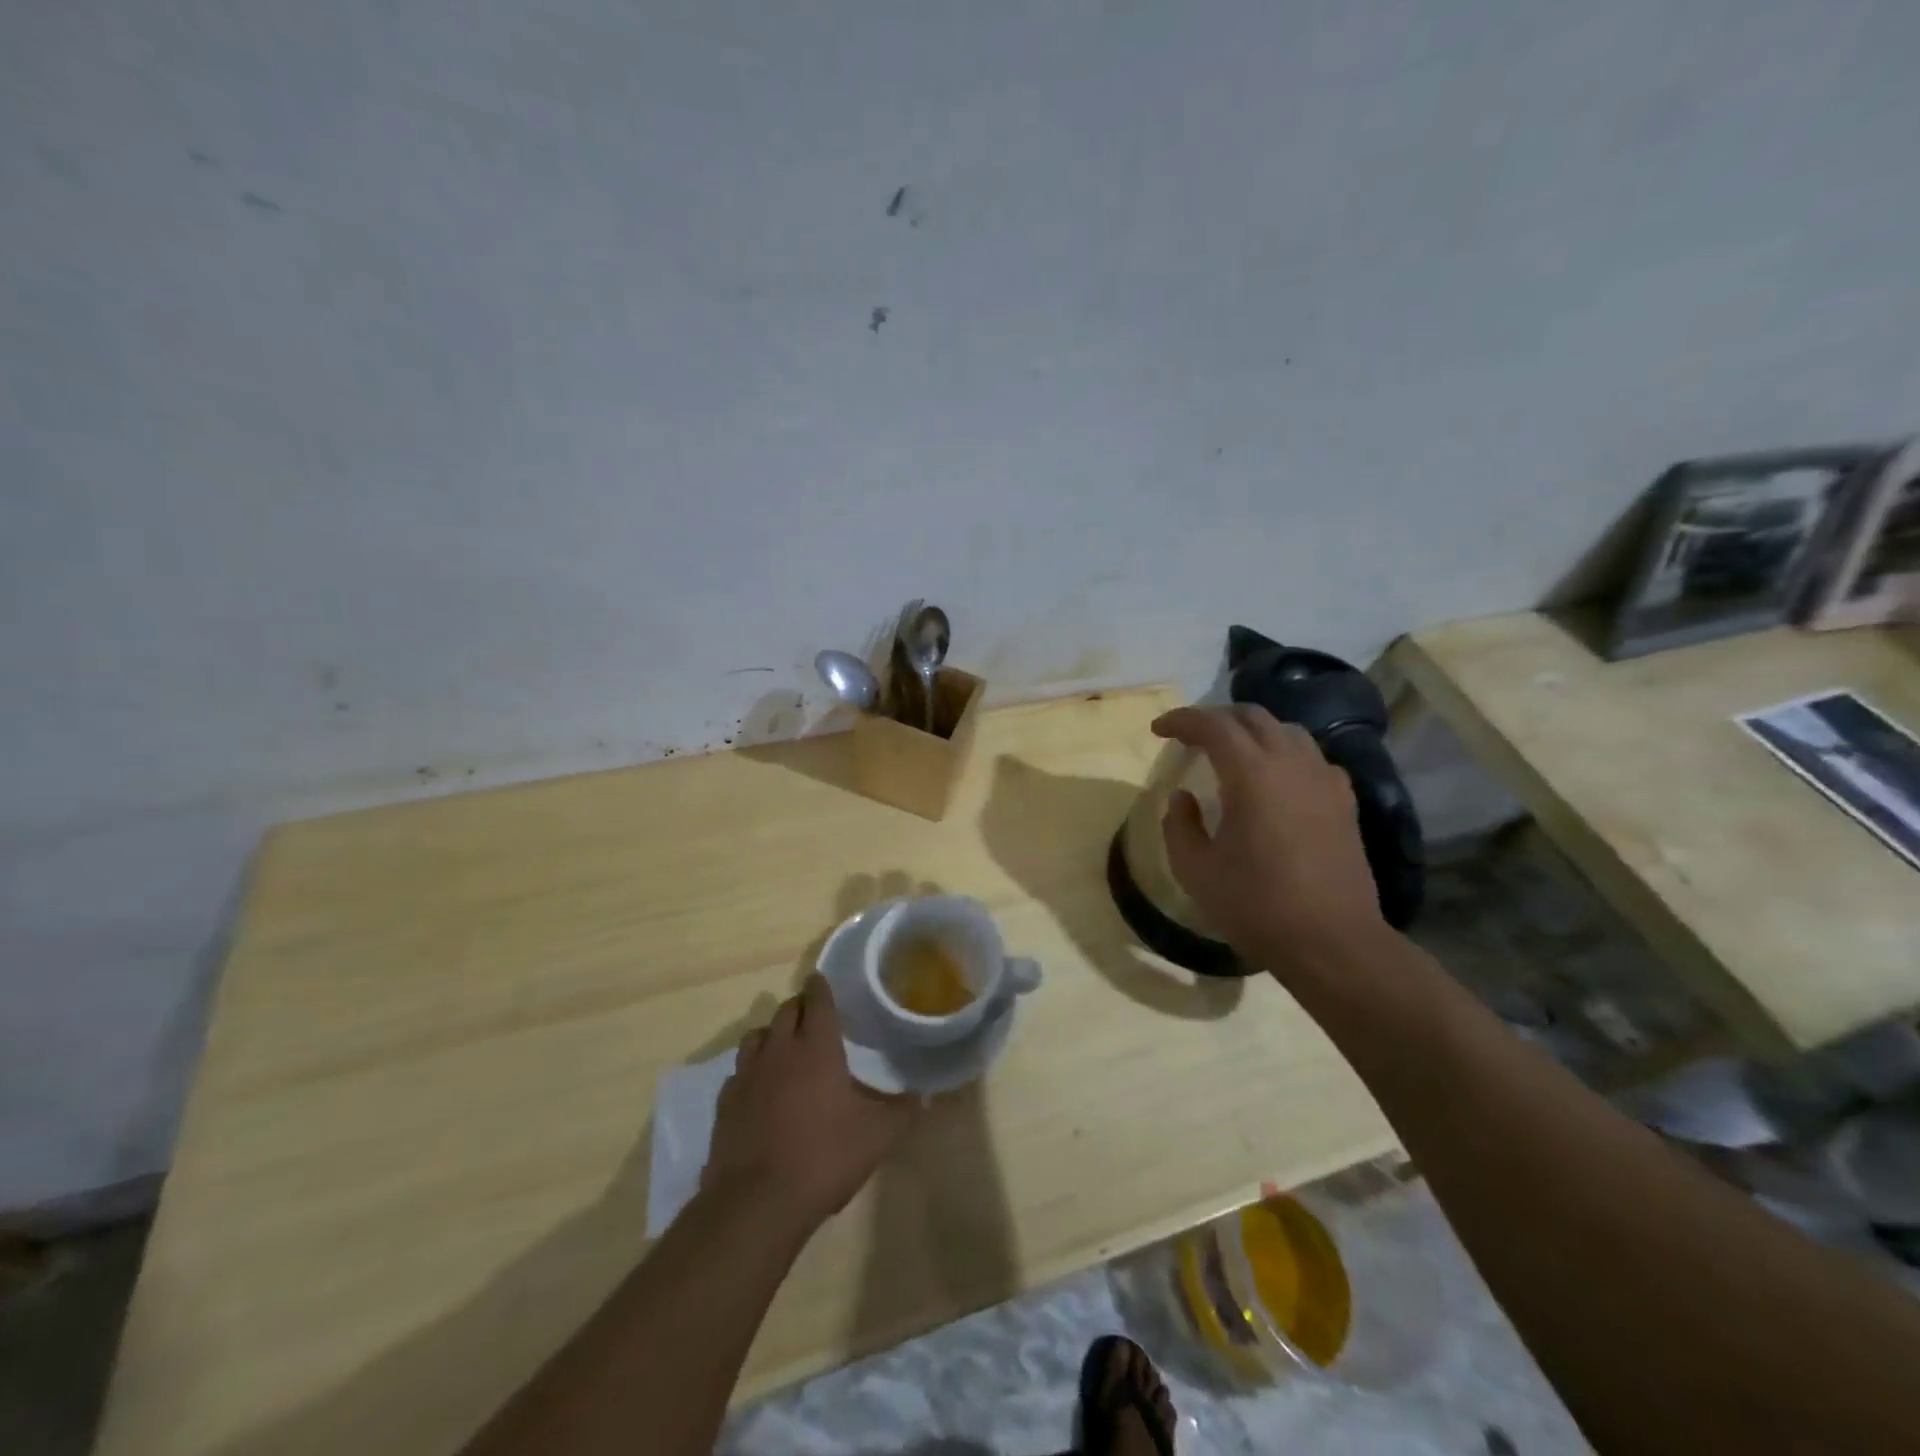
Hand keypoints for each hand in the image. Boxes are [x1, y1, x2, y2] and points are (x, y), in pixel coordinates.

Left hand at [703, 975, 917, 1233]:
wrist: (756, 1203)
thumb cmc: (824, 1158)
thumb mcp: (878, 1137)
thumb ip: (903, 1111)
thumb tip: (923, 1097)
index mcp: (816, 1046)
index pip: (816, 999)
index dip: (820, 986)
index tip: (823, 981)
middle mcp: (779, 1049)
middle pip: (785, 1010)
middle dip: (800, 1007)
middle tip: (814, 1018)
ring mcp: (747, 1074)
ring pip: (757, 1035)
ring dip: (773, 1034)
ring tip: (786, 1049)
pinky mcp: (725, 1102)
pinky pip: (739, 1071)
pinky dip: (752, 1070)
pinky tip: (761, 1090)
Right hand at [1152, 705, 1389, 974]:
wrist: (1332, 942)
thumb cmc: (1256, 905)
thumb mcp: (1196, 870)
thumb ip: (1180, 825)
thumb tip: (1183, 797)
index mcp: (1252, 774)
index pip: (1213, 725)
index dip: (1182, 720)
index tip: (1159, 729)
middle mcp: (1292, 764)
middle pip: (1253, 717)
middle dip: (1217, 718)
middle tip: (1191, 736)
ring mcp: (1325, 780)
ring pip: (1287, 732)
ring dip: (1254, 732)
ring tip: (1232, 752)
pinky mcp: (1345, 802)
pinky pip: (1312, 759)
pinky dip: (1285, 755)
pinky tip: (1276, 780)